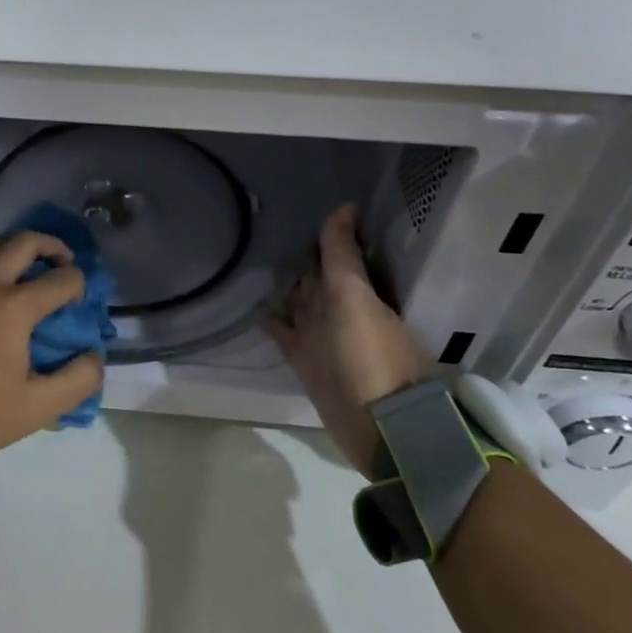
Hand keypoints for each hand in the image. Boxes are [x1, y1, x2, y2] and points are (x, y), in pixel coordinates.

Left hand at [0, 231, 106, 457]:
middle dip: (52, 246)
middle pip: (25, 242)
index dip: (79, 285)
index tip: (78, 301)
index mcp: (15, 307)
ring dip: (15, 249)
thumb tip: (94, 355)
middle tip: (62, 262)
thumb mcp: (39, 407)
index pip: (62, 278)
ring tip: (25, 267)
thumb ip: (78, 380)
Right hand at [266, 203, 428, 475]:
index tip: (300, 208)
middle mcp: (339, 310)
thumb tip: (344, 206)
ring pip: (299, 303)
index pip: (336, 256)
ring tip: (254, 261)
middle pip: (316, 279)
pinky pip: (284, 331)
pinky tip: (255, 305)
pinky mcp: (305, 359)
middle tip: (269, 229)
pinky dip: (272, 319)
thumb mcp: (353, 297)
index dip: (322, 235)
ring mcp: (321, 336)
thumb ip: (343, 255)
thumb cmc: (368, 356)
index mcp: (357, 292)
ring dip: (283, 286)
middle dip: (300, 259)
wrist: (378, 427)